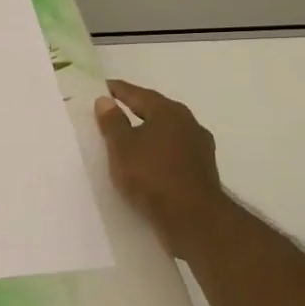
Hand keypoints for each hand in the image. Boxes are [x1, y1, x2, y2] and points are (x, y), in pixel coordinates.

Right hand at [94, 79, 235, 253]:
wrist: (193, 218)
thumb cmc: (152, 176)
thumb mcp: (122, 147)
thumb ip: (112, 122)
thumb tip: (104, 100)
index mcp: (169, 112)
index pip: (138, 94)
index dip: (118, 90)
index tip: (103, 87)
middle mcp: (189, 123)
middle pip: (156, 111)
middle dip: (135, 109)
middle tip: (113, 109)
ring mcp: (199, 147)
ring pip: (167, 132)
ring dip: (148, 132)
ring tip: (128, 137)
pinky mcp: (202, 170)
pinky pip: (173, 151)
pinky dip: (158, 151)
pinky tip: (147, 161)